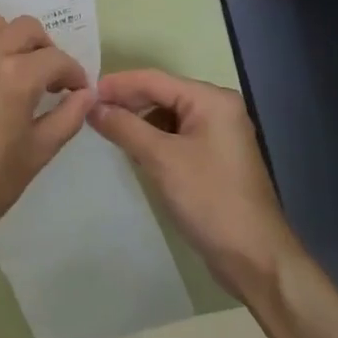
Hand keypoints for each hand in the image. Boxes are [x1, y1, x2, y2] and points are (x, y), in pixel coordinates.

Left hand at [0, 15, 91, 261]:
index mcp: (13, 77)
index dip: (74, 74)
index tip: (77, 92)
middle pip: (24, 28)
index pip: (56, 59)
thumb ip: (66, 118)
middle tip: (49, 80)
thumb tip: (86, 95)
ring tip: (15, 77)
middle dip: (44, 49)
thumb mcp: (35, 156)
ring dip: (11, 43)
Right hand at [89, 69, 302, 299]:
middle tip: (89, 113)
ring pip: (167, 117)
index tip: (82, 92)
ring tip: (106, 131)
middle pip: (162, 94)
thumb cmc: (209, 199)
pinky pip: (176, 137)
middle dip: (127, 102)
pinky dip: (153, 140)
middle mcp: (218, 109)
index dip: (117, 84)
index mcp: (211, 100)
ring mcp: (218, 135)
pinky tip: (133, 151)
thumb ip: (125, 127)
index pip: (154, 79)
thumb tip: (92, 107)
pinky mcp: (214, 159)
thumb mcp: (161, 159)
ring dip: (138, 122)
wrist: (255, 258)